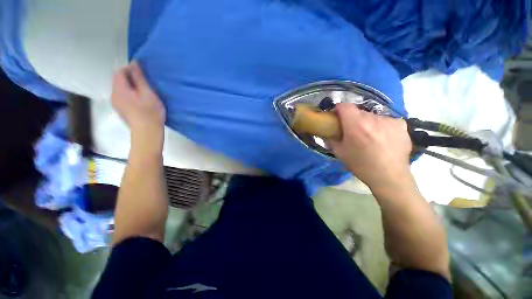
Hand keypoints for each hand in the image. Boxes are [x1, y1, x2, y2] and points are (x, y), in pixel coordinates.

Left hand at [112, 62, 165, 150]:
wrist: (147, 132)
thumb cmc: (150, 113)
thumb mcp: (148, 93)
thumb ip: (139, 78)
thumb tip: (134, 63)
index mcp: (119, 90)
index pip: (119, 72)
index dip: (129, 69)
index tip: (142, 74)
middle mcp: (114, 95)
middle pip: (119, 81)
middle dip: (131, 79)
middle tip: (146, 84)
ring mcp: (116, 104)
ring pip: (121, 89)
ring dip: (131, 87)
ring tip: (144, 93)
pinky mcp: (121, 110)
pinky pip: (123, 97)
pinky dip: (130, 95)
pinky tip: (140, 101)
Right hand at [329, 103, 413, 192]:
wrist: (389, 177)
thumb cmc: (361, 165)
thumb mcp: (339, 153)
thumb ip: (330, 139)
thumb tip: (325, 131)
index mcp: (356, 125)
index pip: (344, 106)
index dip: (339, 110)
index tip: (337, 118)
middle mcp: (373, 118)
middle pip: (358, 112)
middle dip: (352, 119)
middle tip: (352, 132)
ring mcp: (389, 120)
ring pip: (372, 116)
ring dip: (367, 123)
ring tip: (369, 137)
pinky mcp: (401, 124)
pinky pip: (386, 120)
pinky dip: (381, 126)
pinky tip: (382, 138)